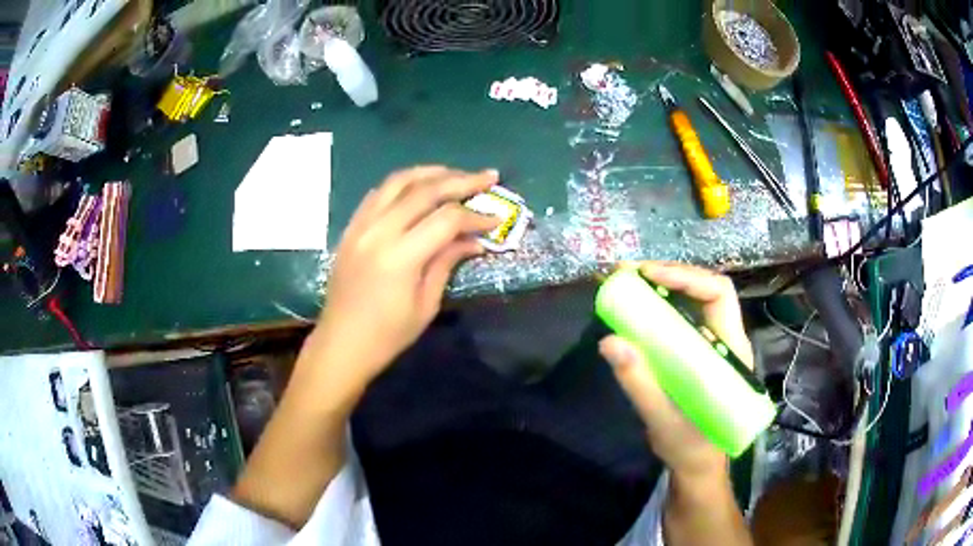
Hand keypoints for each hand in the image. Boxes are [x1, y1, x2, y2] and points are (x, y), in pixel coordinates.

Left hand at [308, 166, 499, 394]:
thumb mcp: (426, 305)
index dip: (475, 216)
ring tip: (455, 174)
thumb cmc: (387, 335)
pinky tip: (418, 187)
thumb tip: (474, 241)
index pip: (446, 219)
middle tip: (488, 177)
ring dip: (431, 172)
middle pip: (425, 190)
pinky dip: (402, 184)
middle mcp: (379, 231)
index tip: (496, 218)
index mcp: (400, 256)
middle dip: (461, 180)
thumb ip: (447, 263)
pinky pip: (378, 194)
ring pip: (398, 182)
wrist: (340, 344)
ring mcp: (360, 226)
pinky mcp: (351, 228)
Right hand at [599, 262, 753, 479]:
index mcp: (731, 352)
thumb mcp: (663, 419)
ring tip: (630, 283)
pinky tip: (639, 307)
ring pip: (695, 301)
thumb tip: (609, 342)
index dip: (687, 277)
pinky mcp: (699, 354)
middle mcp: (726, 340)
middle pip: (707, 290)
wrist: (698, 466)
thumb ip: (639, 382)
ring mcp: (713, 346)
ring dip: (664, 286)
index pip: (719, 294)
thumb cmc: (690, 447)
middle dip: (671, 274)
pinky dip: (661, 306)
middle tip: (630, 273)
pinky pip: (683, 319)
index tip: (649, 275)